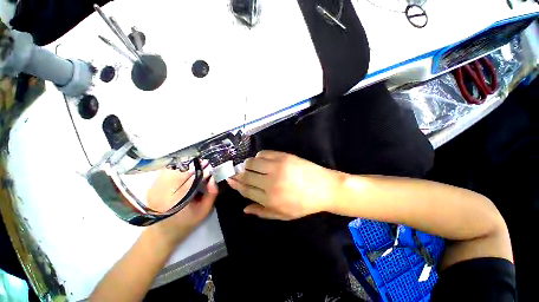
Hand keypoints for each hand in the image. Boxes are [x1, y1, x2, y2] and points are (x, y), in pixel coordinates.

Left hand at [145, 164, 217, 247]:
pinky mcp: (152, 186)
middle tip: (204, 163)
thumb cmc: (186, 223)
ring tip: (195, 166)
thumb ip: (212, 193)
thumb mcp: (204, 211)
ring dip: (185, 165)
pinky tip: (184, 170)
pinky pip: (166, 171)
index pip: (190, 179)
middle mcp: (162, 193)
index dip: (201, 170)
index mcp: (176, 201)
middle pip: (179, 171)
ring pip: (171, 168)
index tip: (210, 165)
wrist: (163, 232)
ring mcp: (154, 189)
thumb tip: (213, 177)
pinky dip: (176, 168)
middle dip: (193, 165)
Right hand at [227, 151, 340, 219]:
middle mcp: (270, 182)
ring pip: (252, 162)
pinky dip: (259, 156)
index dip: (236, 184)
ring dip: (247, 164)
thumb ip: (262, 212)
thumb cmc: (304, 204)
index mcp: (270, 199)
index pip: (246, 190)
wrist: (324, 188)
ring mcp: (277, 167)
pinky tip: (261, 160)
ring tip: (249, 167)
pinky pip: (264, 153)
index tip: (229, 179)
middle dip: (237, 174)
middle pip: (246, 175)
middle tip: (235, 172)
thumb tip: (244, 209)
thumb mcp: (283, 215)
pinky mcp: (283, 156)